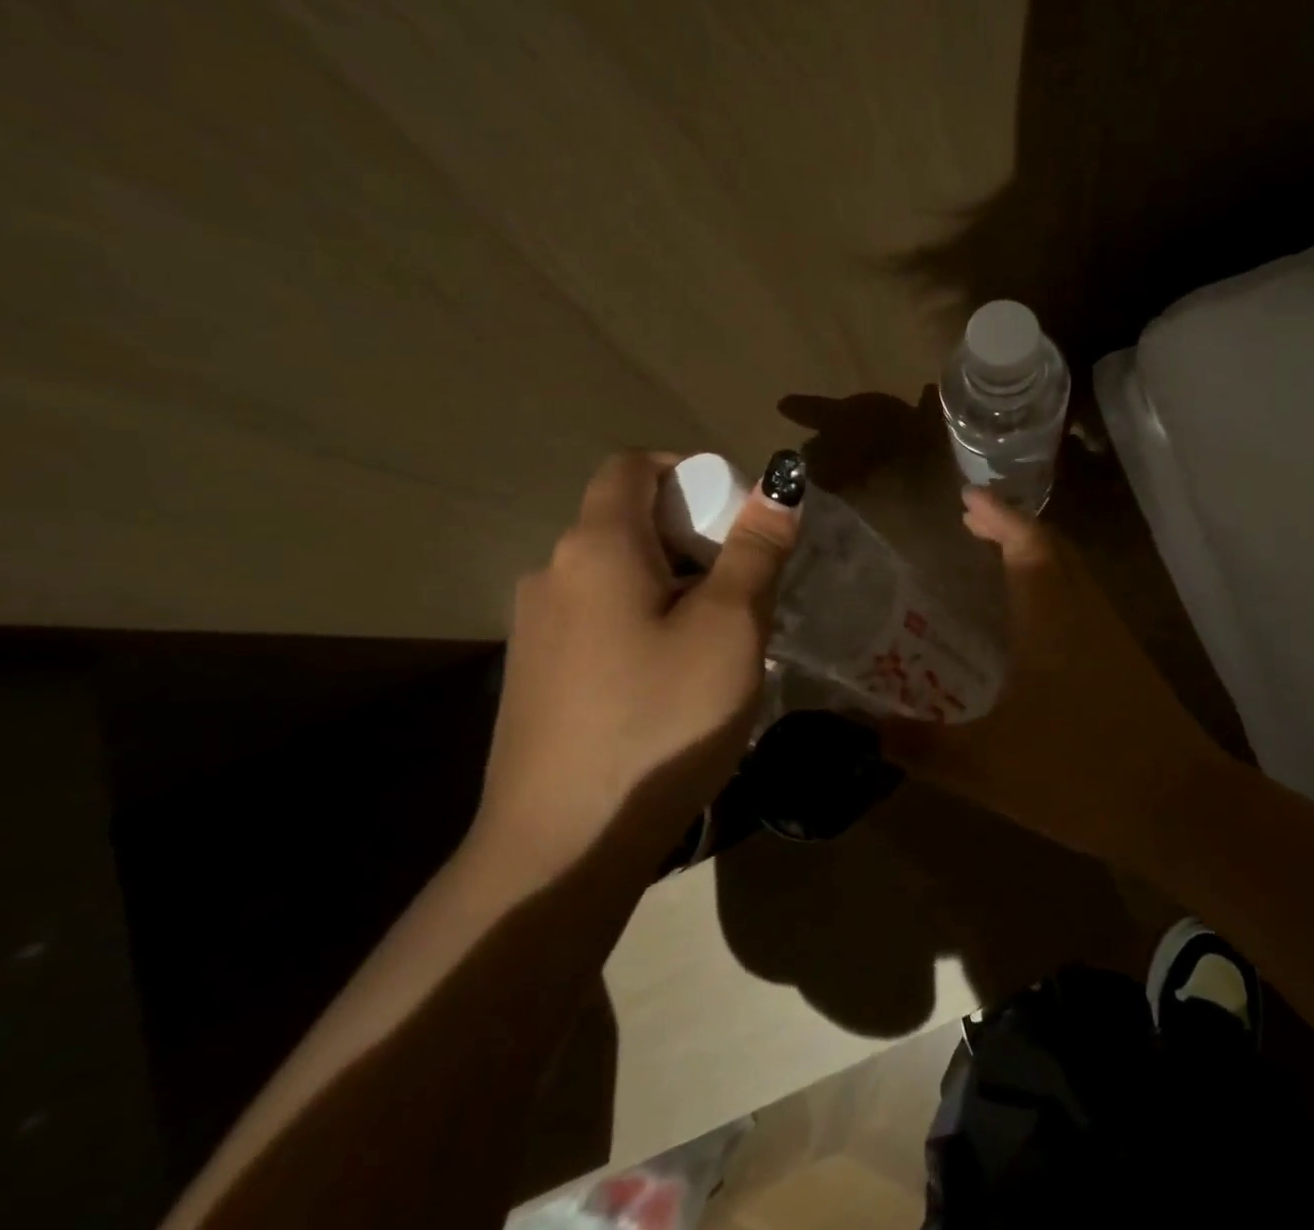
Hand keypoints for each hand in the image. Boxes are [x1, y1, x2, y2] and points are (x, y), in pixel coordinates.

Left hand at [471, 450, 801, 882]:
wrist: (562, 848)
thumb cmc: (660, 721)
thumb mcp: (729, 629)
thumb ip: (755, 550)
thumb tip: (779, 487)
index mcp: (596, 546)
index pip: (632, 465)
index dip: (687, 470)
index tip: (735, 514)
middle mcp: (551, 573)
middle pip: (627, 521)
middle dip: (692, 536)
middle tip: (744, 587)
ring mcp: (534, 629)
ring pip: (616, 576)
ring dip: (671, 585)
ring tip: (717, 640)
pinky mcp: (534, 677)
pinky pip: (598, 621)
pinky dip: (642, 622)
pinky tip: (670, 682)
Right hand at [881, 489, 1220, 866]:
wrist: (1183, 810)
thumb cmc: (1080, 774)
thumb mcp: (985, 767)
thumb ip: (922, 747)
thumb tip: (866, 733)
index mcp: (1050, 616)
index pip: (1025, 542)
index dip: (997, 514)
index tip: (967, 496)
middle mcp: (1084, 613)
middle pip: (1053, 549)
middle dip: (1013, 528)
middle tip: (974, 523)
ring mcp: (1113, 638)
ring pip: (1074, 575)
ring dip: (1036, 556)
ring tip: (998, 561)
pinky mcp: (1129, 666)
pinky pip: (1084, 605)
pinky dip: (1054, 590)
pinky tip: (1035, 627)